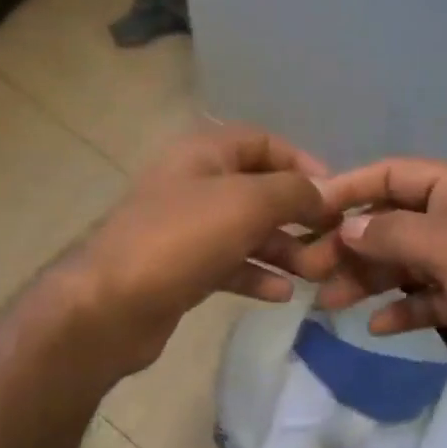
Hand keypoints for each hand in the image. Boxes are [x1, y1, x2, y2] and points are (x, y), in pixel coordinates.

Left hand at [72, 124, 330, 376]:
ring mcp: (186, 228)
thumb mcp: (247, 203)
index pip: (262, 142)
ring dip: (283, 248)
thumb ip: (293, 192)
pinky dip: (256, 274)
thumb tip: (325, 193)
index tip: (335, 193)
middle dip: (297, 214)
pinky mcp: (182, 268)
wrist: (111, 305)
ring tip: (315, 272)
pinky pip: (230, 263)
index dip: (301, 162)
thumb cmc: (182, 239)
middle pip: (258, 189)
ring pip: (246, 230)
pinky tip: (283, 294)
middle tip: (332, 240)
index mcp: (203, 152)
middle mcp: (194, 183)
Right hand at [301, 159, 446, 414]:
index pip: (393, 176)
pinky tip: (376, 327)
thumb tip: (345, 228)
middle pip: (395, 223)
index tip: (308, 212)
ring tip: (330, 303)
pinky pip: (427, 299)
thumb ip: (392, 234)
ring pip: (406, 264)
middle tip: (312, 271)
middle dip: (354, 245)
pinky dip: (403, 310)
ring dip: (370, 281)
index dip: (350, 189)